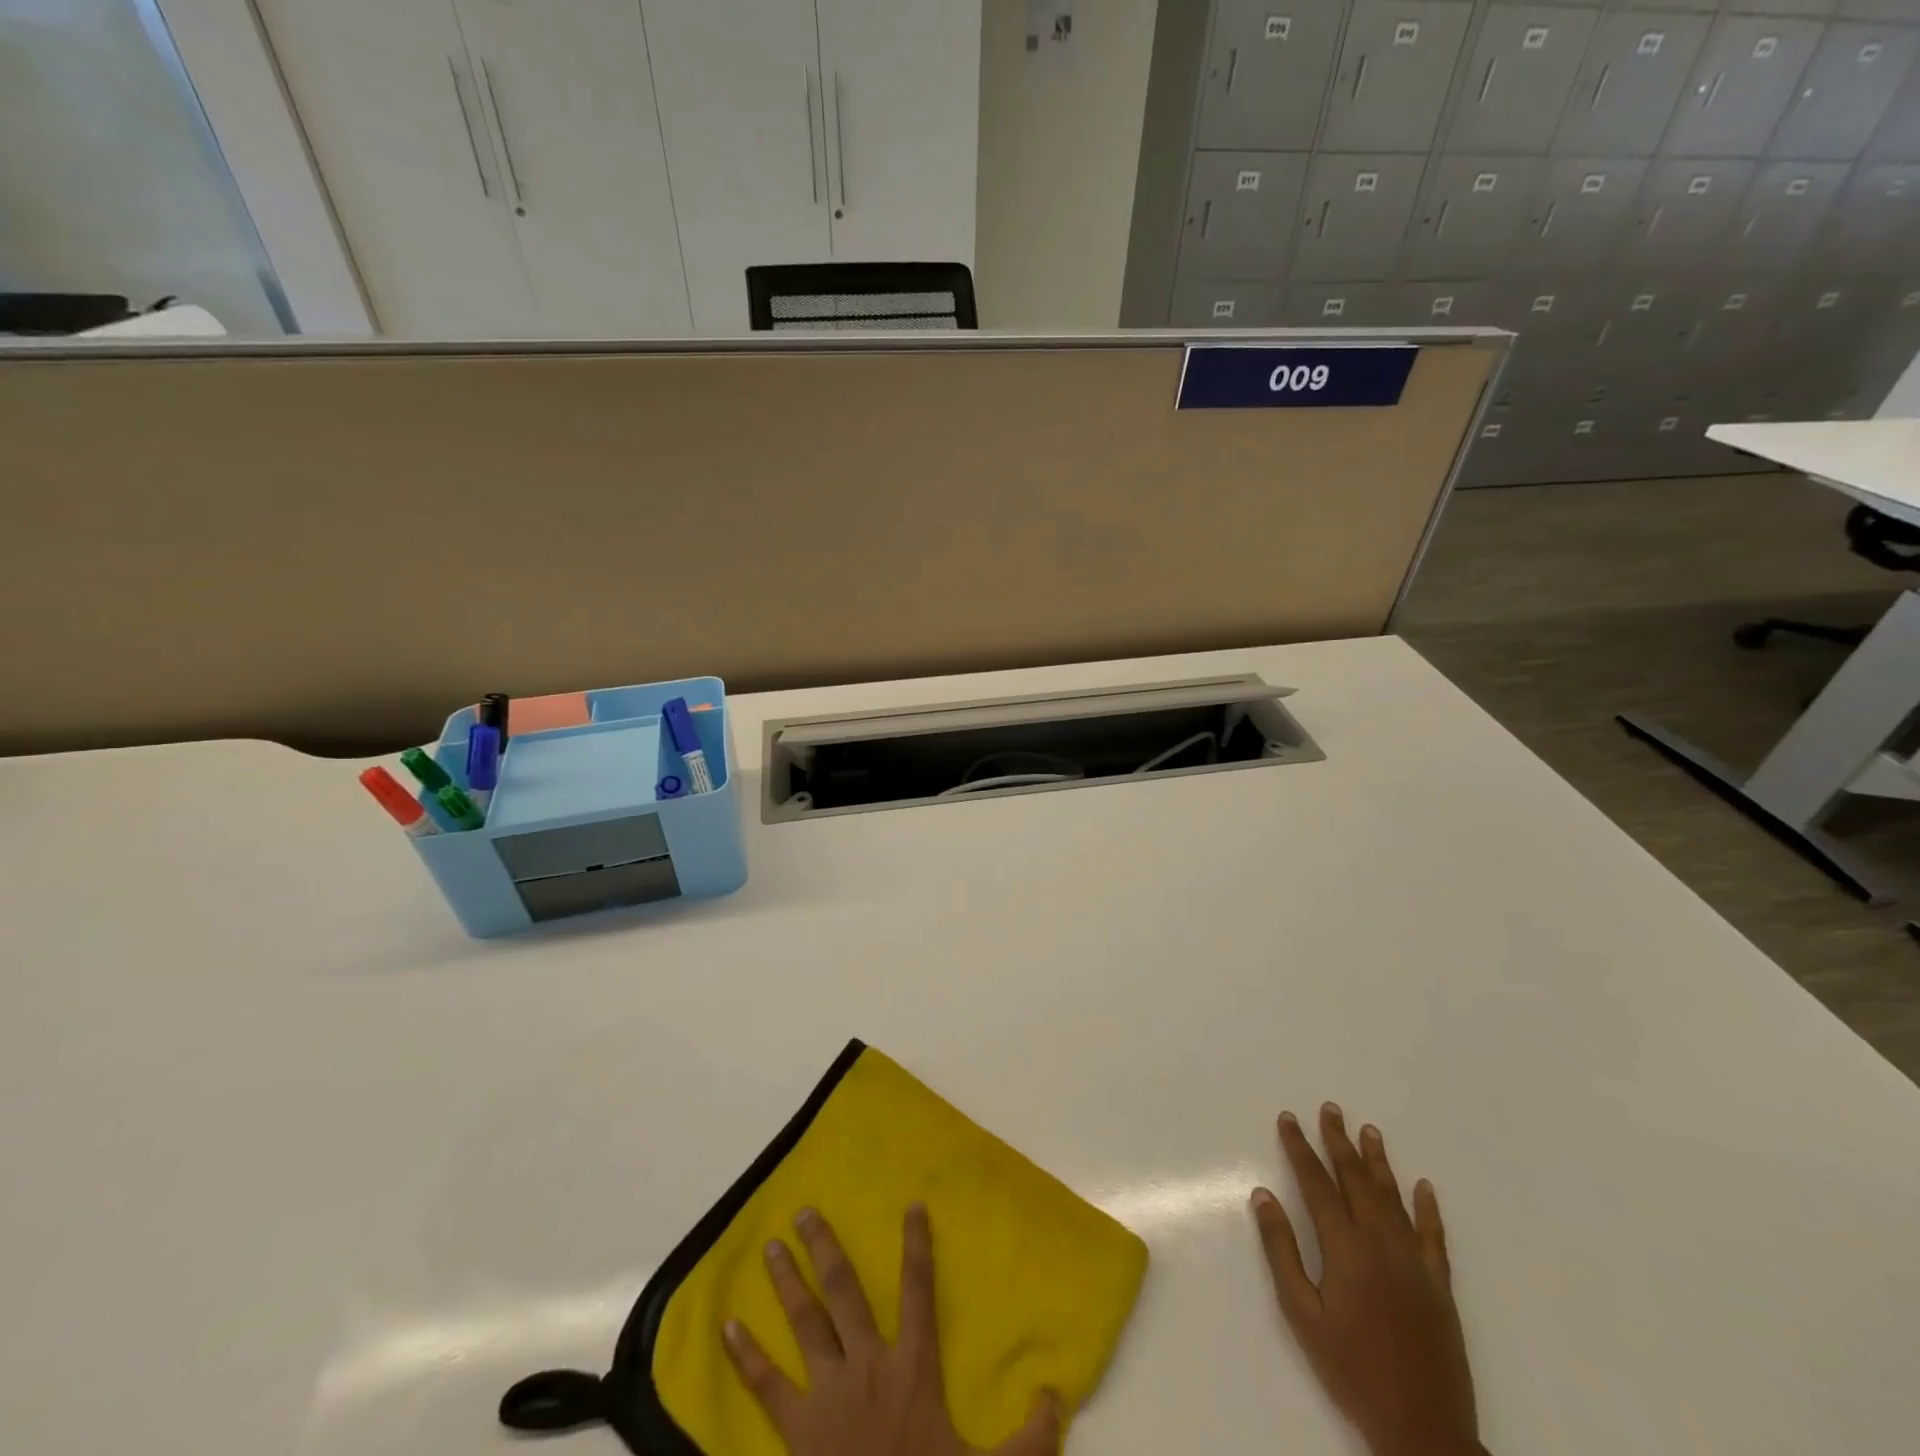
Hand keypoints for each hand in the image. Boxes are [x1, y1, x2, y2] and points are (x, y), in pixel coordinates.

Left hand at [723, 1203, 1061, 1455]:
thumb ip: (1028, 1436)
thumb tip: (1057, 1392)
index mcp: (912, 1365)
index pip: (918, 1289)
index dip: (917, 1245)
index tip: (911, 1204)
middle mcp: (866, 1363)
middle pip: (844, 1291)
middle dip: (826, 1247)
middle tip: (806, 1211)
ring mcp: (827, 1392)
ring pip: (805, 1322)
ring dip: (787, 1281)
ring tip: (771, 1246)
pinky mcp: (796, 1429)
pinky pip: (767, 1385)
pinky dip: (745, 1355)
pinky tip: (726, 1327)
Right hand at [1251, 1105, 1482, 1455]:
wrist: (1423, 1430)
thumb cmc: (1351, 1369)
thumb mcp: (1302, 1314)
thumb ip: (1281, 1251)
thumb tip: (1263, 1196)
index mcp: (1344, 1248)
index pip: (1316, 1183)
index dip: (1300, 1147)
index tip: (1288, 1118)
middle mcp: (1381, 1243)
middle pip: (1356, 1180)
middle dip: (1339, 1141)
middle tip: (1330, 1109)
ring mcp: (1415, 1262)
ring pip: (1393, 1198)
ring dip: (1379, 1161)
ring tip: (1369, 1130)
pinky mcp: (1439, 1285)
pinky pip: (1434, 1236)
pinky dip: (1428, 1208)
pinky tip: (1424, 1186)